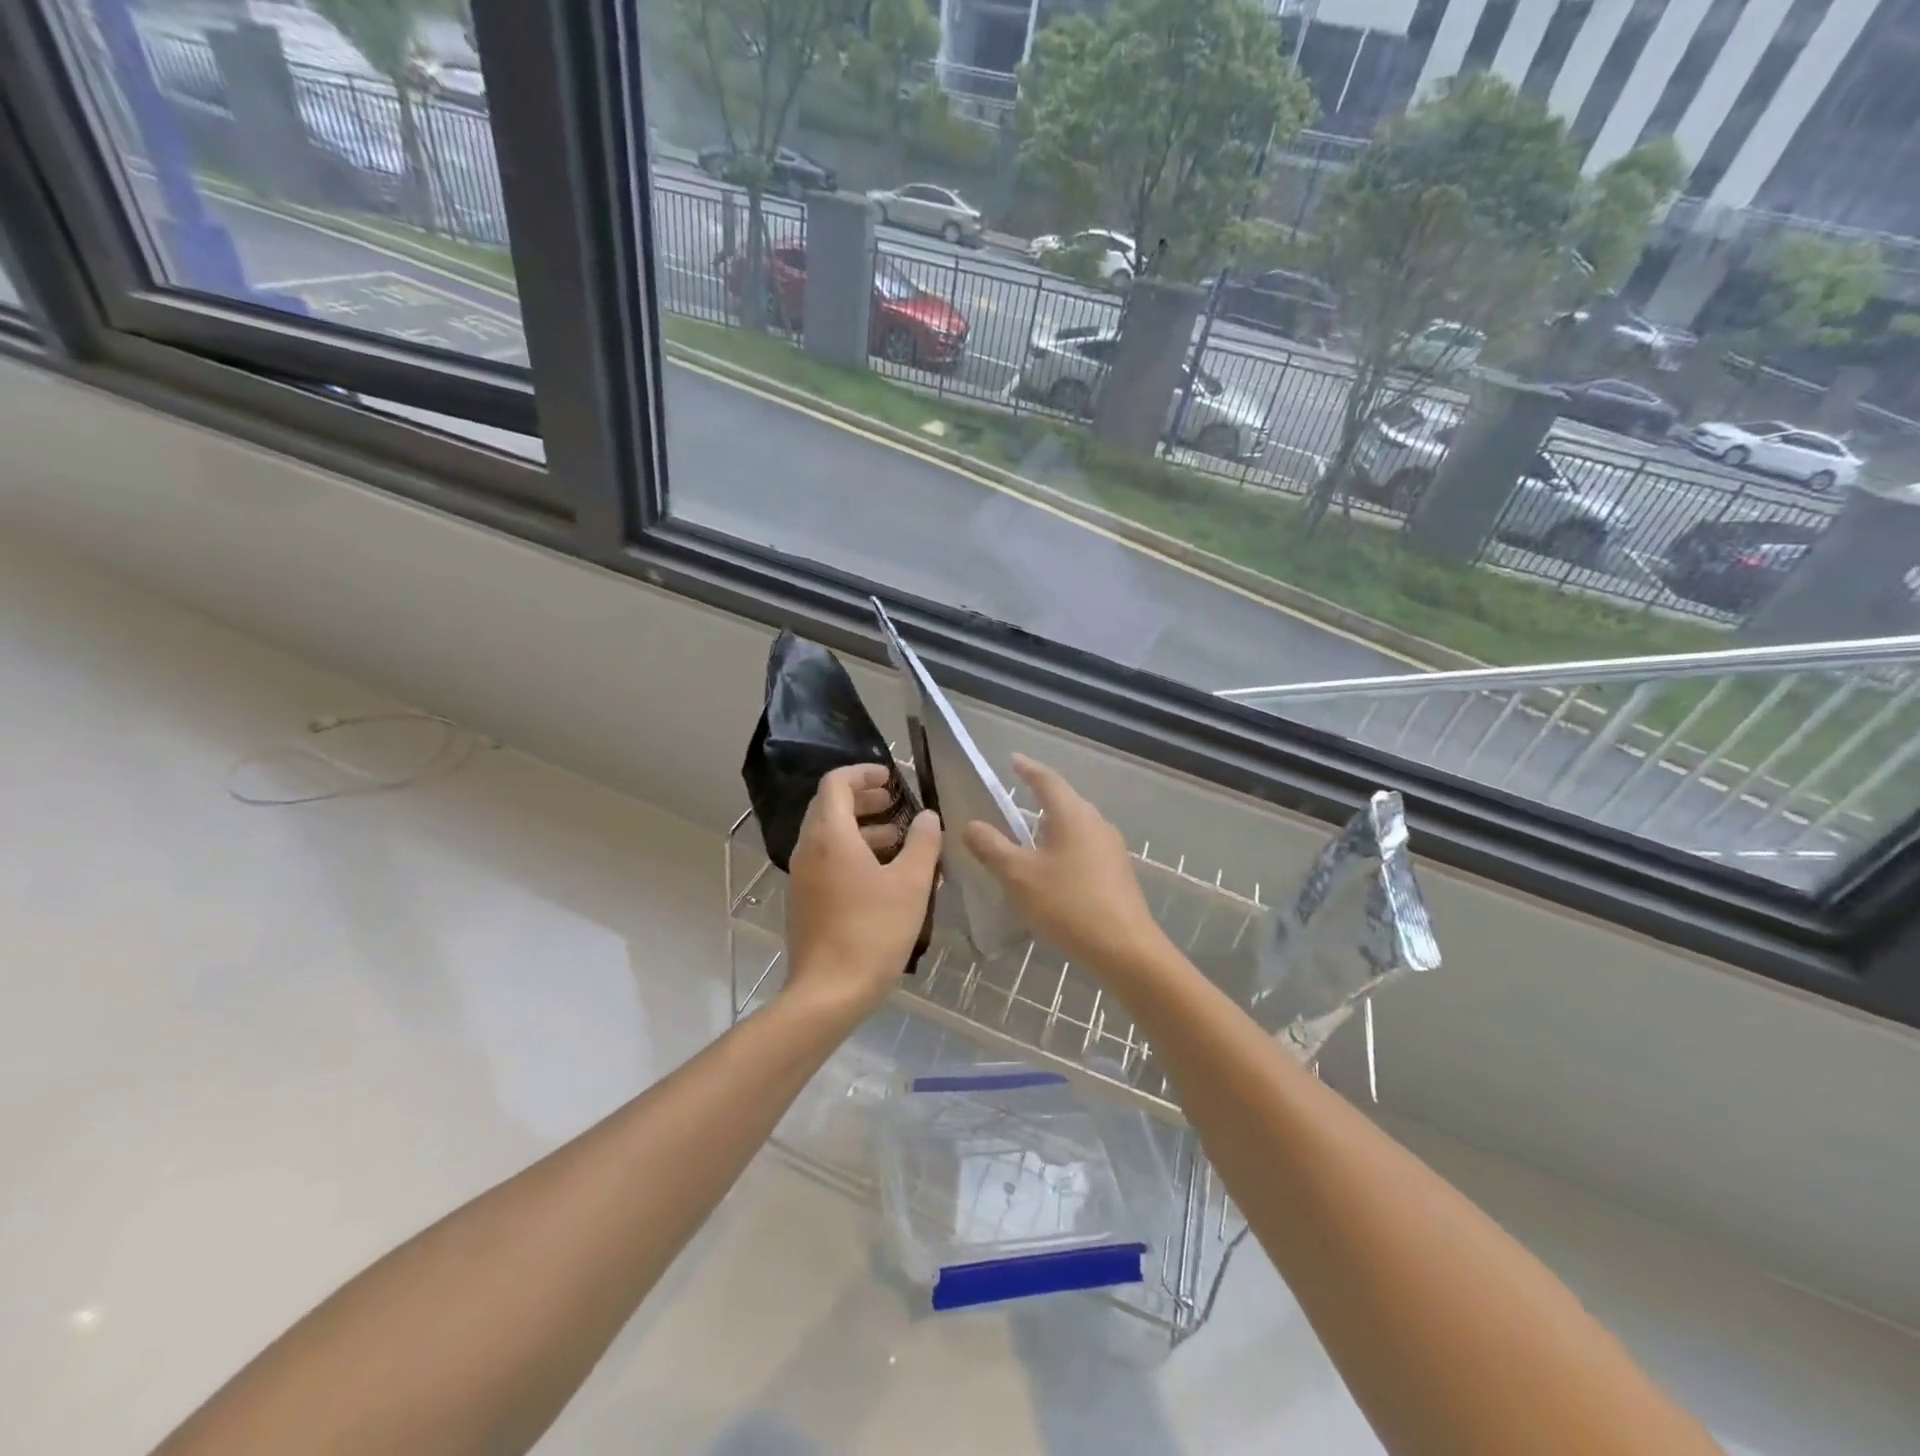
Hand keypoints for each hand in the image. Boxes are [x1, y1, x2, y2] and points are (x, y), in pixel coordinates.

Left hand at [784, 764, 941, 1018]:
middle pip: (831, 807)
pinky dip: (854, 854)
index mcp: (829, 835)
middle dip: (865, 799)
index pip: (836, 783)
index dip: (864, 773)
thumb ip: (923, 843)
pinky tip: (885, 876)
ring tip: (900, 840)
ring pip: (830, 836)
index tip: (893, 778)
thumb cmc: (873, 931)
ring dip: (863, 829)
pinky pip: (828, 861)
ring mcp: (803, 877)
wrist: (829, 993)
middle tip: (897, 804)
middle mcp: (809, 849)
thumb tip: (928, 817)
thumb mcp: (911, 883)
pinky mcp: (806, 901)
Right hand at [961, 756, 1171, 979]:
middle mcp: (1096, 824)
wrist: (1125, 949)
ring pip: (1076, 826)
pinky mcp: (1117, 874)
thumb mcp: (1019, 876)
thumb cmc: (1068, 905)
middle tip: (1017, 796)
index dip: (1028, 769)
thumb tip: (970, 825)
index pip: (1047, 780)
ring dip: (1053, 825)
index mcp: (1073, 815)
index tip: (1013, 759)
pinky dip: (1064, 848)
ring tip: (1030, 835)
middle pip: (1065, 801)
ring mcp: (1111, 849)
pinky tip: (1052, 870)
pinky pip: (1085, 848)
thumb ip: (992, 847)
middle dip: (1041, 797)